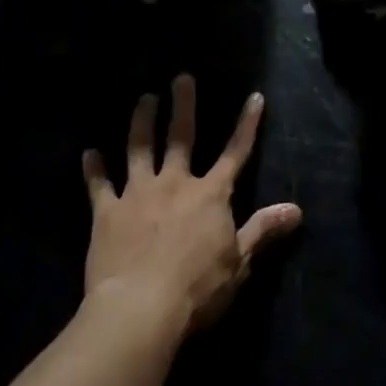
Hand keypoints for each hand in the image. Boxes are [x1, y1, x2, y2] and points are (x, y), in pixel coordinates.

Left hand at [82, 75, 301, 333]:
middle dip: (183, 105)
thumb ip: (263, 230)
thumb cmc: (198, 288)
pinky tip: (89, 153)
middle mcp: (175, 183)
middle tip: (181, 77)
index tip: (254, 96)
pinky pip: (99, 185)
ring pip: (140, 149)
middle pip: (181, 137)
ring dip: (141, 122)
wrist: (141, 308)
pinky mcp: (108, 213)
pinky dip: (94, 169)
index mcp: (210, 194)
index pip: (236, 152)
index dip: (247, 125)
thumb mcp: (239, 262)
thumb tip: (296, 210)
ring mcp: (139, 194)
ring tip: (144, 99)